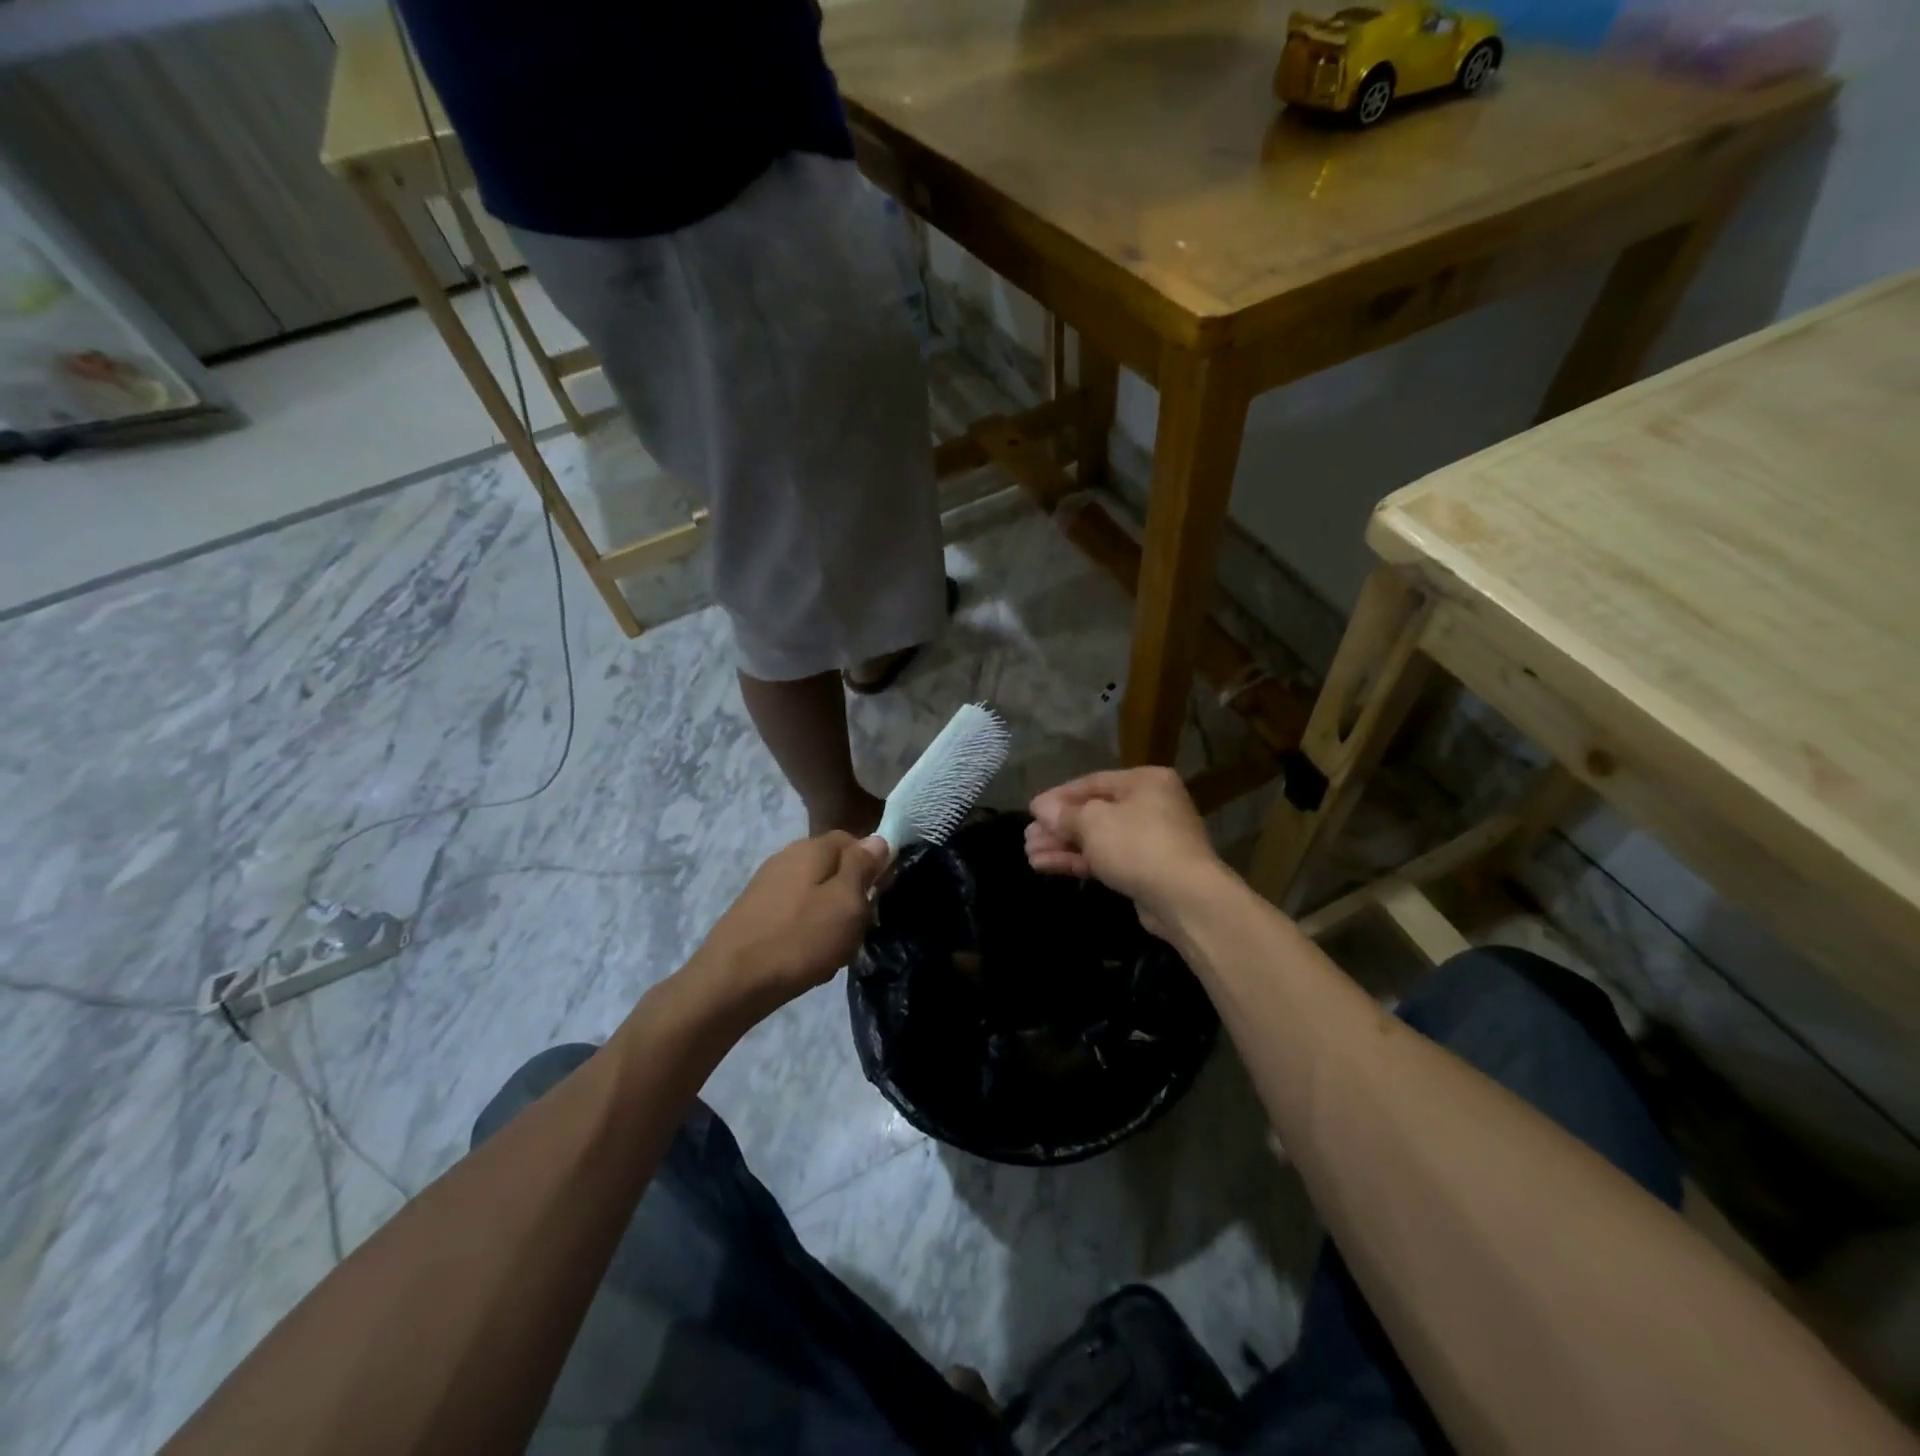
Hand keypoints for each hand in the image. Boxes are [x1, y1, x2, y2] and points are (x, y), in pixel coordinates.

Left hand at [690, 832, 888, 1026]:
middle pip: (833, 867)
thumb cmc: (800, 939)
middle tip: (860, 928)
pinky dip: (806, 930)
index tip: (881, 896)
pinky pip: (794, 913)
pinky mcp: (753, 911)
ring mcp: (766, 884)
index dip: (873, 865)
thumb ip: (863, 866)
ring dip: (830, 917)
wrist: (731, 982)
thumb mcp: (846, 902)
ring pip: (815, 893)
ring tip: (835, 949)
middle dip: (851, 895)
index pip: (854, 840)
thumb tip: (878, 839)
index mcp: (812, 847)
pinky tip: (807, 956)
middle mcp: (787, 856)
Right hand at [1026, 767, 1222, 933]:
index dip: (1058, 796)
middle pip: (1094, 812)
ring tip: (1030, 854)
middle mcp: (1151, 805)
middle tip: (1027, 836)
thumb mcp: (1093, 822)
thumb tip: (1040, 808)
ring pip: (1098, 839)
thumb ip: (1064, 814)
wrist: (1184, 897)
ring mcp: (1151, 840)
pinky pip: (1106, 859)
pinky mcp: (1146, 871)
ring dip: (1063, 846)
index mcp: (1144, 782)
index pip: (1092, 783)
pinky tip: (1047, 866)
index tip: (1031, 810)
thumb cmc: (1137, 844)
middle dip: (1058, 826)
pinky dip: (1078, 861)